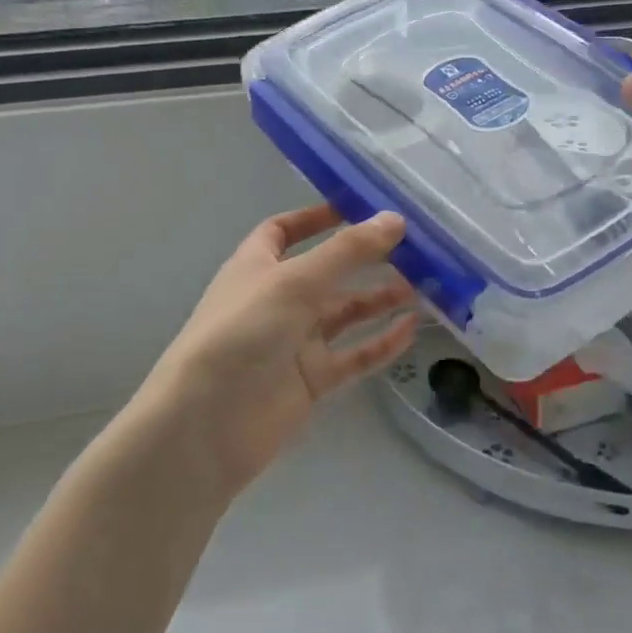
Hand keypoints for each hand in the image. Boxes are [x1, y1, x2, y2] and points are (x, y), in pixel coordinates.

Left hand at [137, 204, 418, 498]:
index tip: (361, 208)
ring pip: (345, 314)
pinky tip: (412, 329)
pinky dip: (381, 342)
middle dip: (365, 259)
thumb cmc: (242, 333)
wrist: (207, 424)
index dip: (319, 217)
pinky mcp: (310, 380)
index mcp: (258, 266)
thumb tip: (395, 219)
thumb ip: (347, 252)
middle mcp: (277, 299)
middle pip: (327, 272)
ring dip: (380, 299)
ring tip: (424, 286)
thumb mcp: (294, 281)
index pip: (286, 231)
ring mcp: (294, 342)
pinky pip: (353, 356)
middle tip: (414, 249)